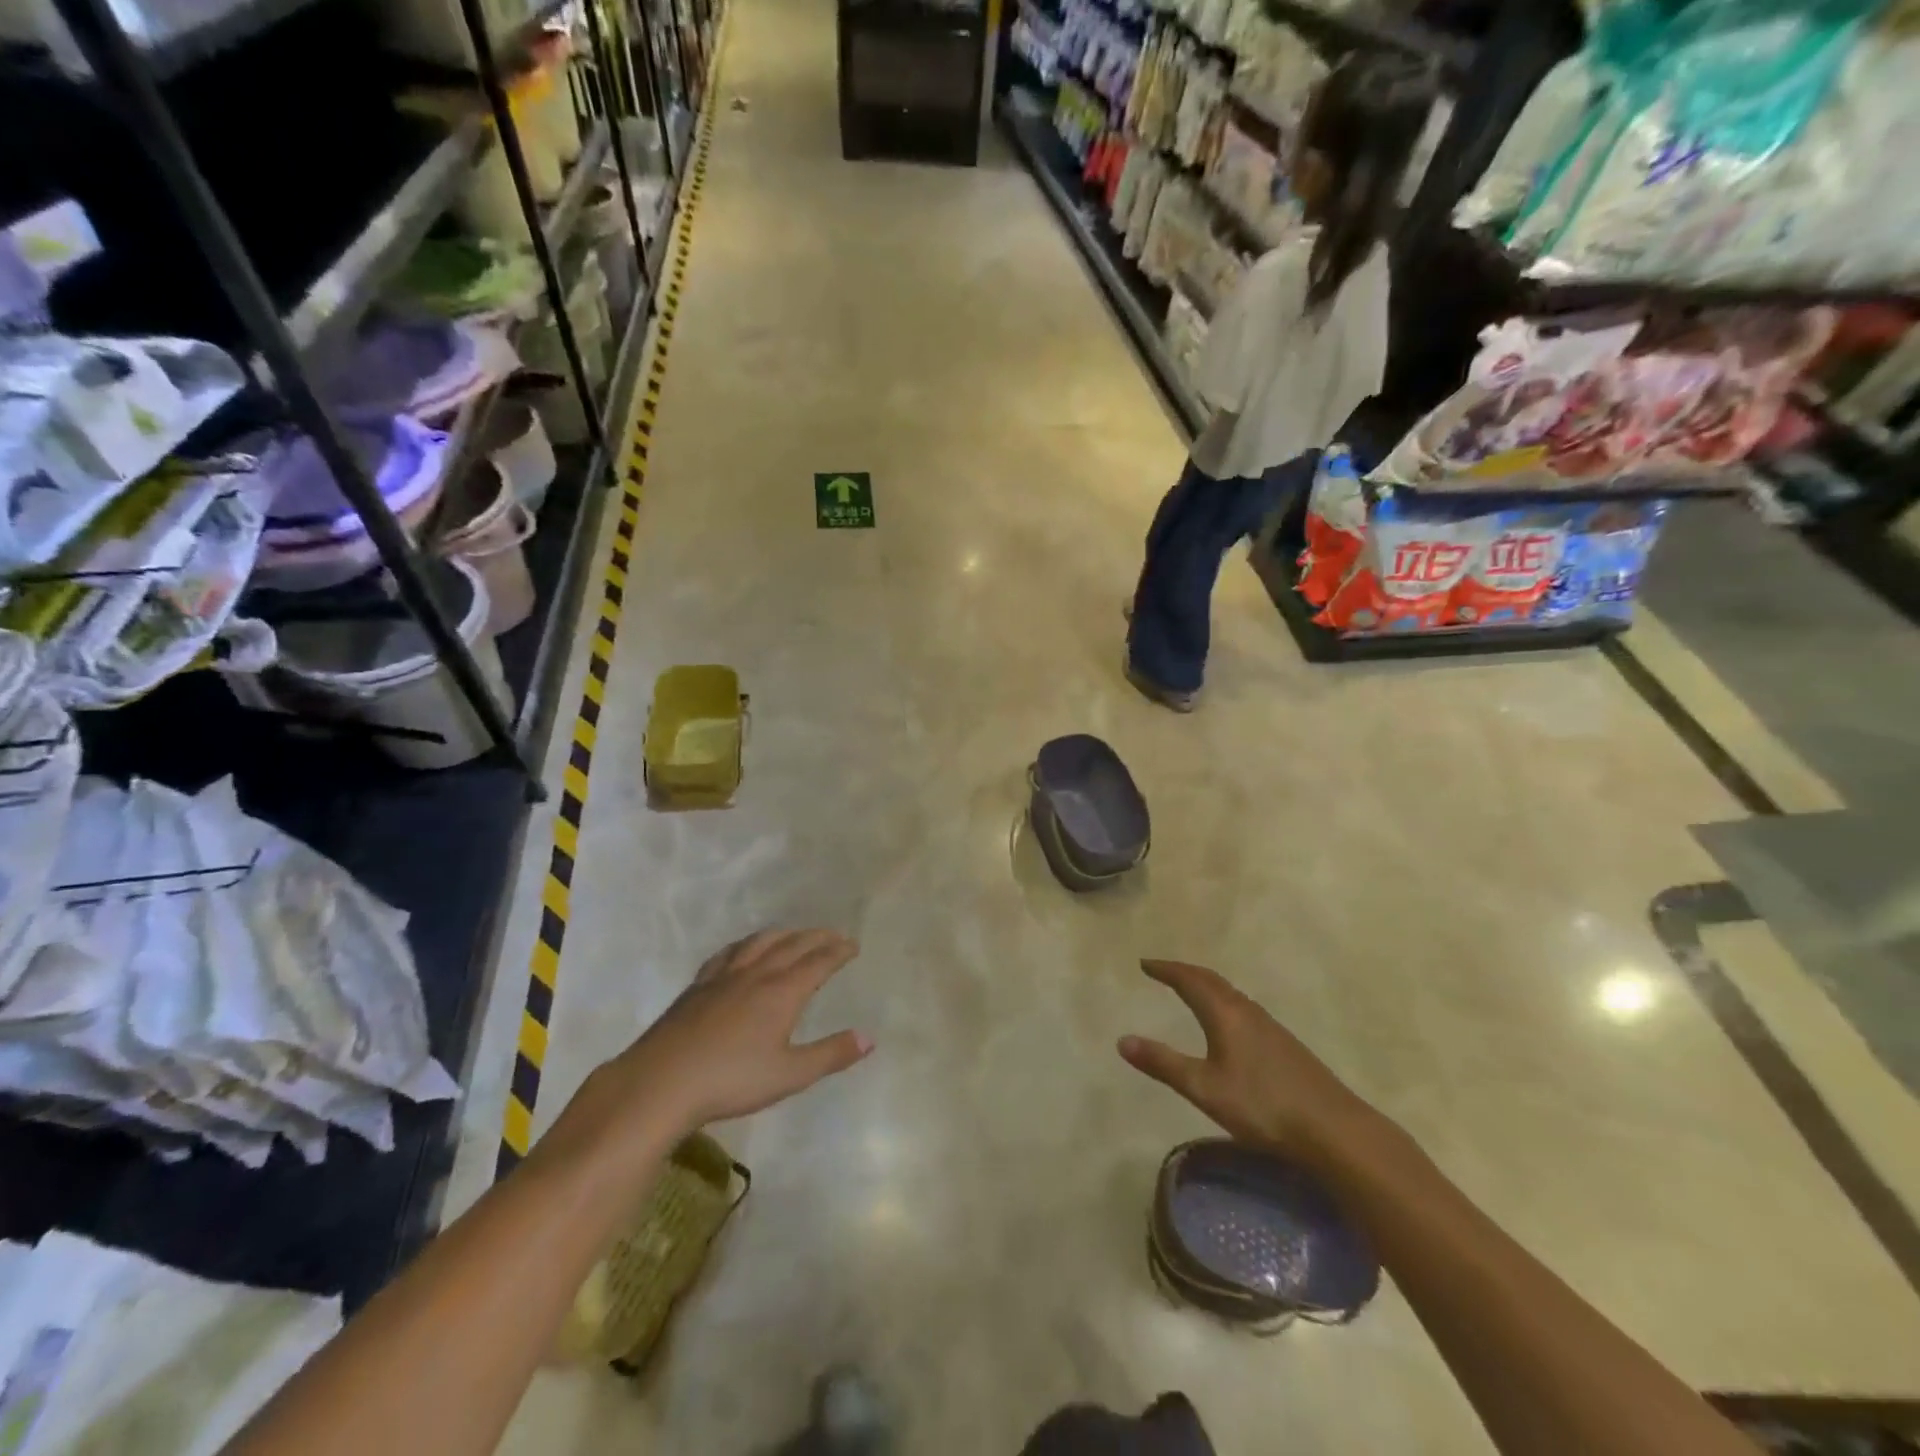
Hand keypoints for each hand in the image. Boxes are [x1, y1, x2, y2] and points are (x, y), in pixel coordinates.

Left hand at [557, 930, 871, 1163]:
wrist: (661, 1082)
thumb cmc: (731, 1081)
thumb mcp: (789, 1075)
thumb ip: (830, 1055)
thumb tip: (869, 1038)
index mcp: (782, 992)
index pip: (818, 962)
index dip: (838, 951)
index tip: (853, 945)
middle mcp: (756, 974)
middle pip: (792, 945)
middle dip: (817, 937)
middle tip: (834, 935)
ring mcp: (724, 976)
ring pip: (760, 942)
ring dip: (784, 934)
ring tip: (795, 934)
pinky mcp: (698, 985)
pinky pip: (728, 953)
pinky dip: (746, 944)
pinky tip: (744, 949)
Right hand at [1119, 959, 1377, 1159]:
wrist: (1333, 1129)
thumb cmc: (1262, 1106)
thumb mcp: (1204, 1088)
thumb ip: (1163, 1064)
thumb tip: (1122, 1040)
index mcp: (1225, 1014)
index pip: (1190, 980)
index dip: (1166, 970)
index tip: (1145, 963)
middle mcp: (1247, 1011)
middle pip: (1212, 980)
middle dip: (1185, 972)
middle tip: (1163, 970)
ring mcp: (1270, 1026)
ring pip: (1231, 993)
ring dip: (1206, 985)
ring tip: (1190, 990)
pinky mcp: (1284, 1044)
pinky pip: (1244, 1008)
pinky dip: (1223, 1001)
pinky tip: (1228, 1022)